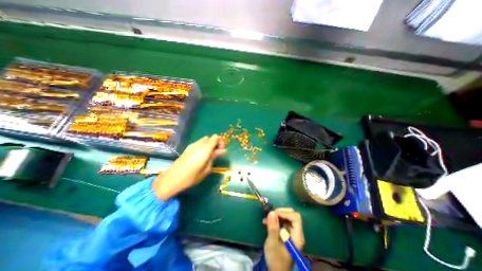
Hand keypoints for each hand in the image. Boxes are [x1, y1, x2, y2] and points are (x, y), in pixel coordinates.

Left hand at [151, 134, 224, 199]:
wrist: (172, 179)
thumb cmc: (192, 177)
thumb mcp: (206, 169)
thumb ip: (214, 157)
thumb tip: (221, 150)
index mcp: (205, 149)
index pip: (216, 138)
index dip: (220, 142)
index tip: (221, 150)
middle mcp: (199, 144)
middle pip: (210, 138)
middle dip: (215, 143)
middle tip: (216, 153)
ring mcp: (192, 145)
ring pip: (204, 140)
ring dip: (209, 144)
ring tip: (209, 155)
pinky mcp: (188, 148)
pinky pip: (199, 143)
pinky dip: (203, 146)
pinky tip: (201, 155)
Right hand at [263, 209, 304, 269]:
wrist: (276, 270)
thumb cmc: (275, 259)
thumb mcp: (272, 243)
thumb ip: (273, 227)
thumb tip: (271, 212)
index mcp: (297, 236)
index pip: (295, 218)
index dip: (285, 213)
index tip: (274, 214)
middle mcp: (296, 232)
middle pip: (292, 215)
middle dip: (280, 212)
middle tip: (270, 215)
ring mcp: (291, 232)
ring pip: (286, 216)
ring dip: (276, 216)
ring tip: (266, 219)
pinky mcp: (286, 232)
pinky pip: (282, 221)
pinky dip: (275, 219)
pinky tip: (267, 222)